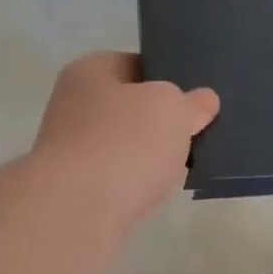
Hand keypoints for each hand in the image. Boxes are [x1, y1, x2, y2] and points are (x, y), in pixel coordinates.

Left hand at [32, 53, 218, 229]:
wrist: (78, 209)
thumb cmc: (124, 142)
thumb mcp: (173, 108)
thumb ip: (191, 102)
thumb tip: (203, 100)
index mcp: (88, 71)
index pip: (134, 64)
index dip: (168, 78)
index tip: (195, 99)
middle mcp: (71, 105)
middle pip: (128, 108)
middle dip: (159, 122)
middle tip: (195, 133)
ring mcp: (68, 149)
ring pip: (122, 146)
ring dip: (147, 156)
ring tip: (181, 166)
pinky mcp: (73, 188)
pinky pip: (115, 178)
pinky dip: (134, 184)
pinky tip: (155, 192)